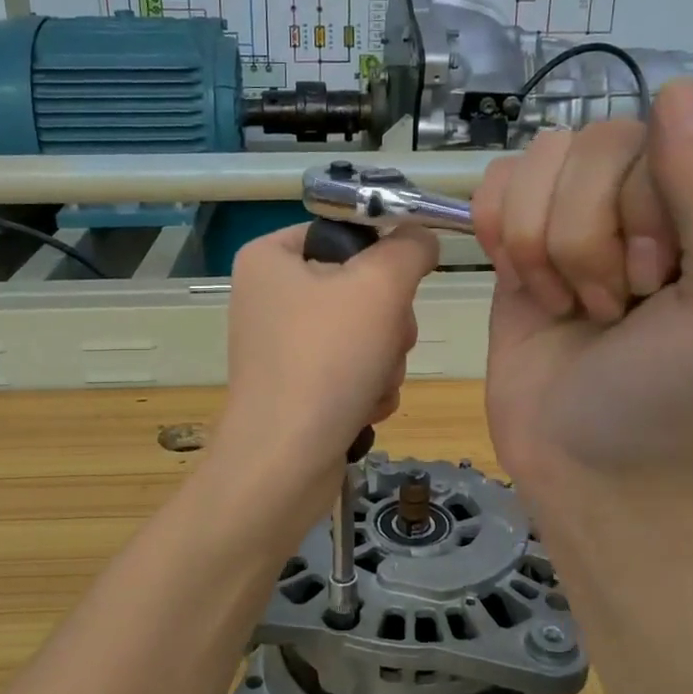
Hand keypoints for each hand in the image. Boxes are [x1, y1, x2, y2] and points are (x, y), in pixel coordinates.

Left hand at [213, 223, 438, 494]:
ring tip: (370, 383)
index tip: (402, 283)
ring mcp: (283, 345)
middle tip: (384, 341)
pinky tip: (361, 407)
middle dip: (388, 322)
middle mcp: (271, 296)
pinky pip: (352, 369)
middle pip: (362, 287)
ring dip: (385, 359)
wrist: (285, 462)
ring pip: (366, 332)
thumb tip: (421, 237)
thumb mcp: (379, 286)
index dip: (383, 254)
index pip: (346, 232)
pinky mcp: (298, 387)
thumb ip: (409, 248)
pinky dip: (367, 387)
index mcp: (271, 257)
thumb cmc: (326, 360)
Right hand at [474, 81, 692, 501]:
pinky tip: (523, 283)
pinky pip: (497, 182)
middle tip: (610, 306)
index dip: (646, 201)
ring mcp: (582, 215)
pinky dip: (499, 234)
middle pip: (599, 142)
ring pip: (541, 159)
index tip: (652, 280)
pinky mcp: (523, 236)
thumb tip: (674, 89)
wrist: (579, 462)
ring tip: (568, 304)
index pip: (676, 132)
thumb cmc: (667, 398)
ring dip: (541, 244)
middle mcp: (652, 199)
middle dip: (588, 237)